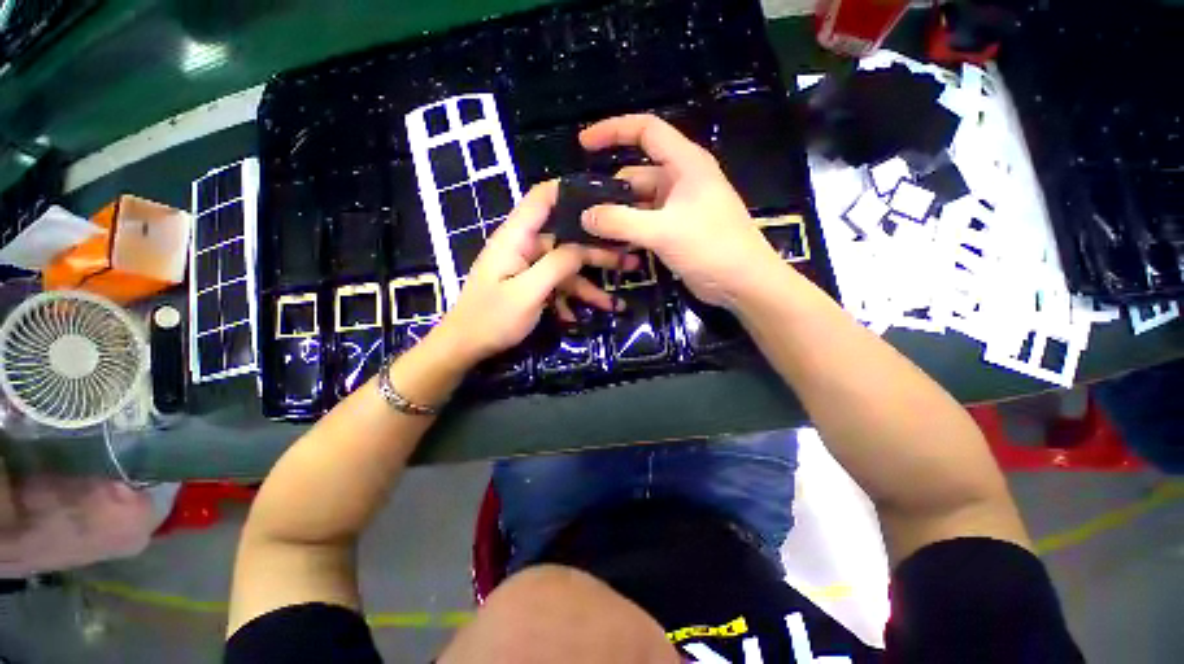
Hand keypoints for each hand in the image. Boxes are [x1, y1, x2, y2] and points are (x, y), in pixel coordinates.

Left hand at [429, 181, 629, 368]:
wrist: (466, 347)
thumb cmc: (492, 318)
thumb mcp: (527, 293)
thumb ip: (556, 265)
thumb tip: (583, 248)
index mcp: (516, 238)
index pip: (542, 199)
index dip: (570, 191)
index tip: (604, 198)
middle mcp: (524, 247)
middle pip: (565, 240)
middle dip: (597, 253)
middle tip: (629, 261)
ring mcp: (528, 268)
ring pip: (565, 270)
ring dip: (589, 287)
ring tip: (615, 305)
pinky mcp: (531, 286)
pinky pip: (556, 287)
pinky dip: (570, 301)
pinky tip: (580, 318)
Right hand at [579, 114, 785, 308]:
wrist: (743, 282)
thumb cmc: (710, 247)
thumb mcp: (663, 231)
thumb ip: (621, 221)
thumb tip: (585, 215)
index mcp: (685, 163)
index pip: (646, 130)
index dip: (613, 130)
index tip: (584, 144)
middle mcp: (681, 180)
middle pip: (636, 173)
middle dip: (609, 189)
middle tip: (581, 209)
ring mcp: (678, 207)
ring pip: (638, 202)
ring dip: (617, 214)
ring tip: (590, 230)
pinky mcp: (676, 230)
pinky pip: (645, 223)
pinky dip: (628, 230)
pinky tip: (611, 244)